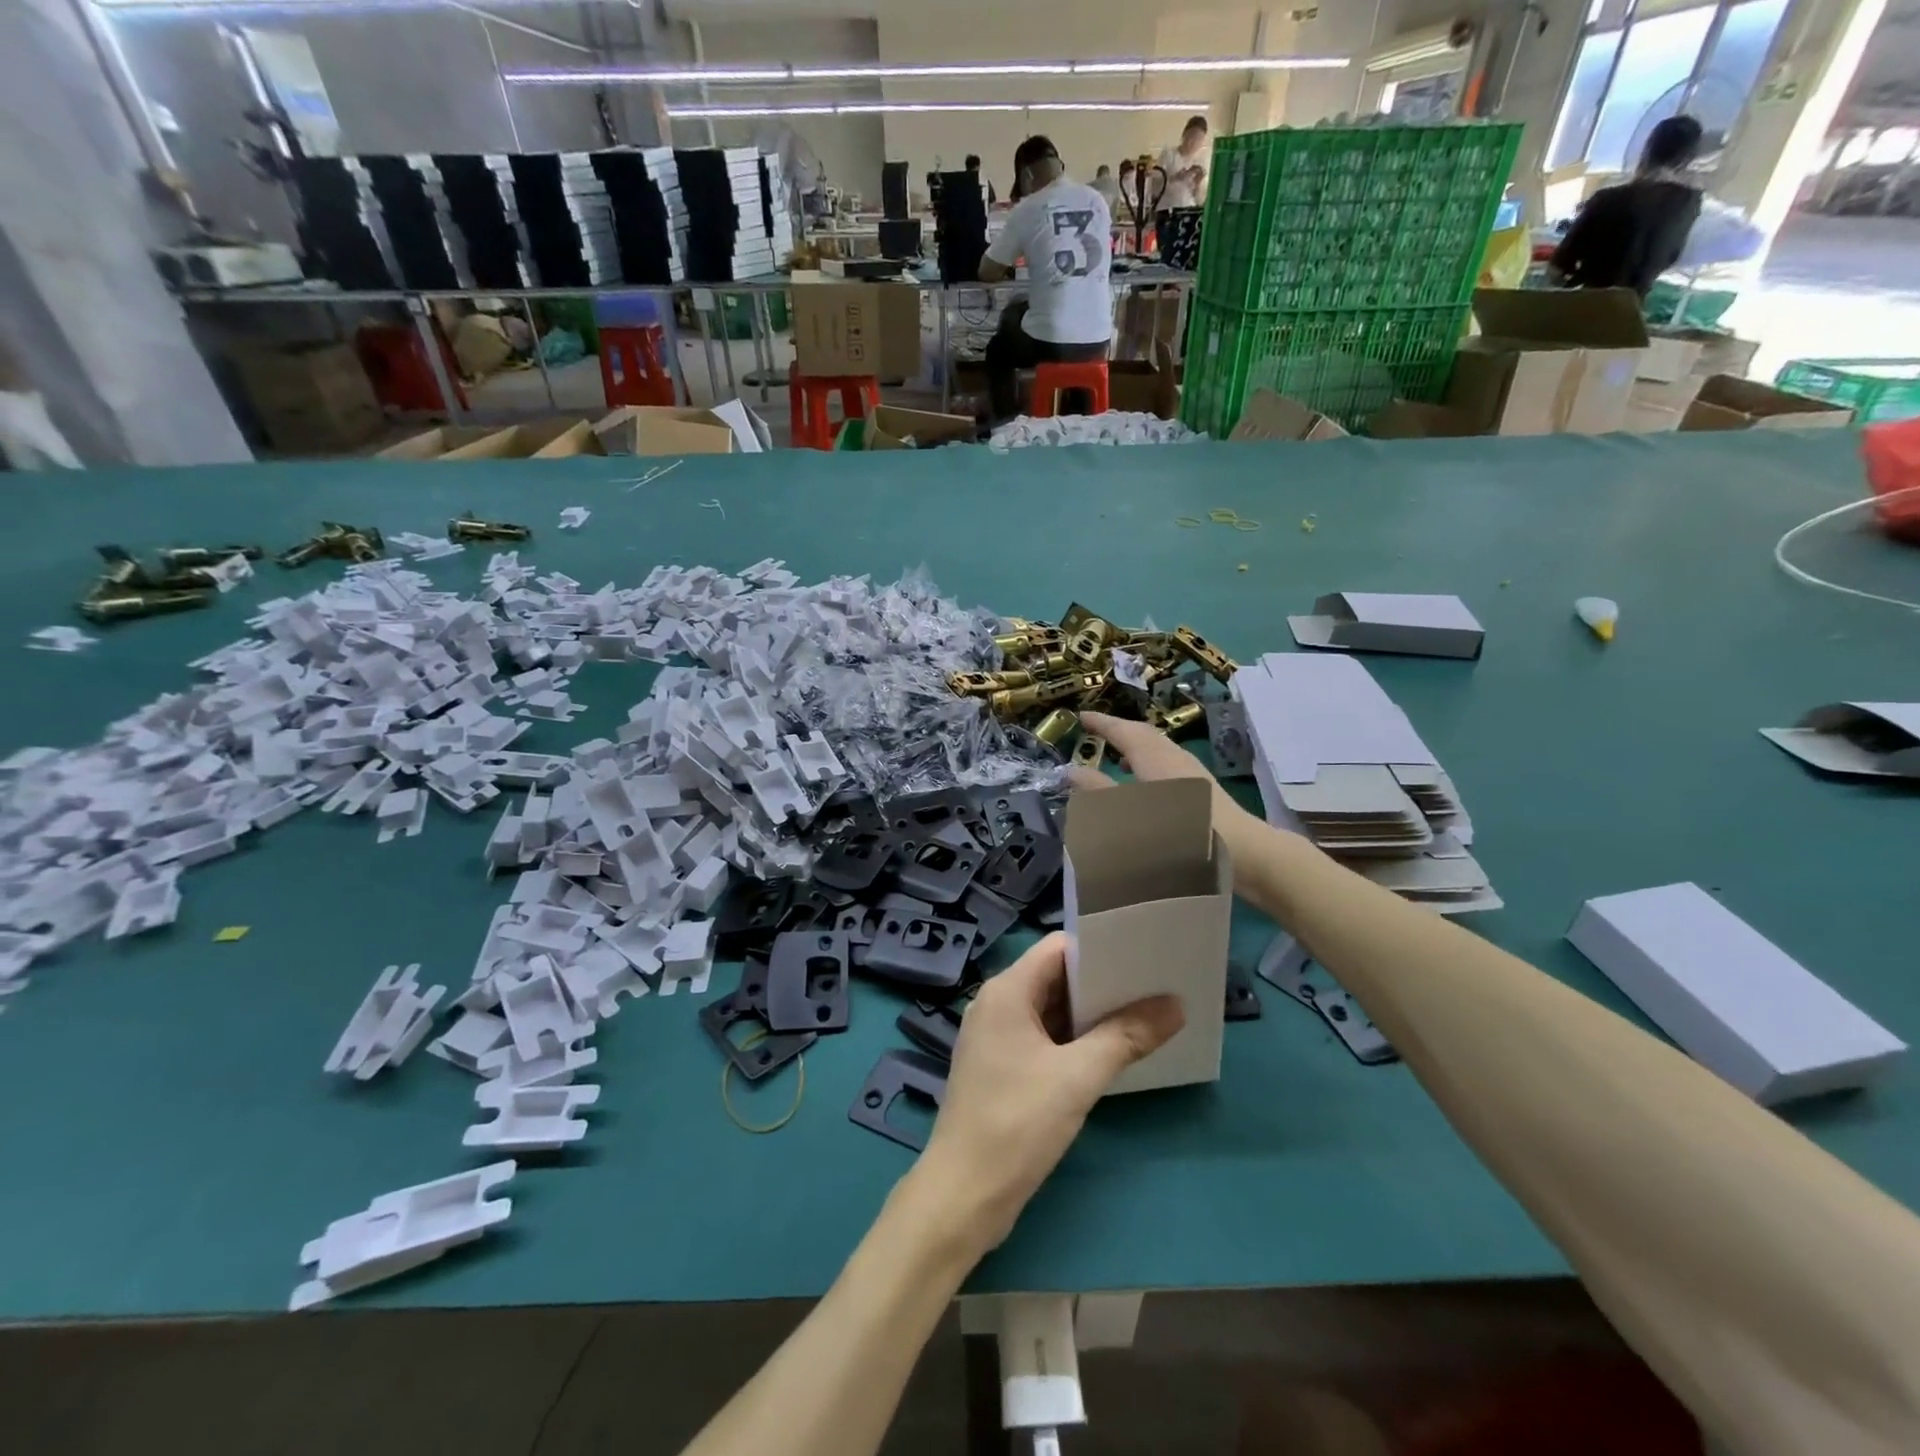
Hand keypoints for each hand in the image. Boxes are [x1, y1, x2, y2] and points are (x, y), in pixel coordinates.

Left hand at [911, 934, 1182, 1255]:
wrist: (963, 1195)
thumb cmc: (1016, 1123)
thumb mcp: (1078, 1077)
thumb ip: (1126, 1036)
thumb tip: (1174, 1004)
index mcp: (1006, 991)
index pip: (1058, 948)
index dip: (1100, 948)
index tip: (1143, 956)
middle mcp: (997, 1005)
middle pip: (1056, 977)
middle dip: (1102, 983)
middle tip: (1155, 986)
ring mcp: (997, 1038)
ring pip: (1051, 1011)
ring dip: (1091, 1015)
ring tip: (1145, 1015)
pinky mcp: (1002, 1068)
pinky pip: (1044, 1039)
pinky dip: (1075, 1040)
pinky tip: (1112, 1053)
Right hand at [1071, 711, 1264, 860]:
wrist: (1241, 854)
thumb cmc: (1175, 833)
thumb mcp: (1126, 814)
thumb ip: (1098, 791)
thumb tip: (1072, 770)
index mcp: (1154, 757)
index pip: (1123, 730)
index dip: (1101, 722)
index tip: (1080, 716)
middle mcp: (1174, 757)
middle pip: (1144, 734)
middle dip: (1119, 730)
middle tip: (1097, 731)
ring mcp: (1193, 772)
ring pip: (1159, 748)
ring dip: (1136, 746)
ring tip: (1118, 757)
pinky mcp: (1205, 790)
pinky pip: (1169, 763)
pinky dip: (1150, 763)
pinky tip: (1147, 785)